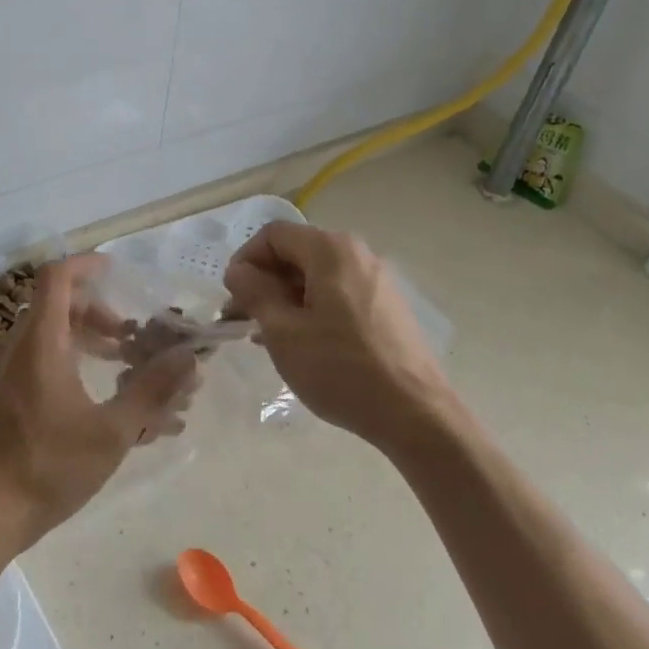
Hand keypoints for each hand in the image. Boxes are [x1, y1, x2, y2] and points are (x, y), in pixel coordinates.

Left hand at [0, 254, 198, 551]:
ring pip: (50, 335)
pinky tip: (98, 401)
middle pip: (58, 305)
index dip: (87, 265)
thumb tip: (190, 357)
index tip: (118, 273)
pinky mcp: (2, 398)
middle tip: (132, 338)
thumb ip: (153, 390)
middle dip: (100, 313)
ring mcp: (5, 374)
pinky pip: (39, 361)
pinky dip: (70, 362)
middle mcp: (18, 348)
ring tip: (124, 367)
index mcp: (41, 343)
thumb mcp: (112, 431)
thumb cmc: (47, 468)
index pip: (58, 277)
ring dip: (88, 340)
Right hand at [223, 223, 452, 449]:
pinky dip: (312, 309)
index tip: (232, 296)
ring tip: (267, 336)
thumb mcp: (283, 332)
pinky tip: (302, 344)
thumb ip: (255, 292)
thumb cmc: (340, 369)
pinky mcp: (388, 307)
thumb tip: (239, 270)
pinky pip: (339, 294)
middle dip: (264, 281)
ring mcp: (377, 280)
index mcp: (331, 250)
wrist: (415, 413)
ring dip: (286, 298)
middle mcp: (358, 254)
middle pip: (297, 252)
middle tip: (243, 319)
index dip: (245, 260)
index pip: (273, 234)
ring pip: (317, 276)